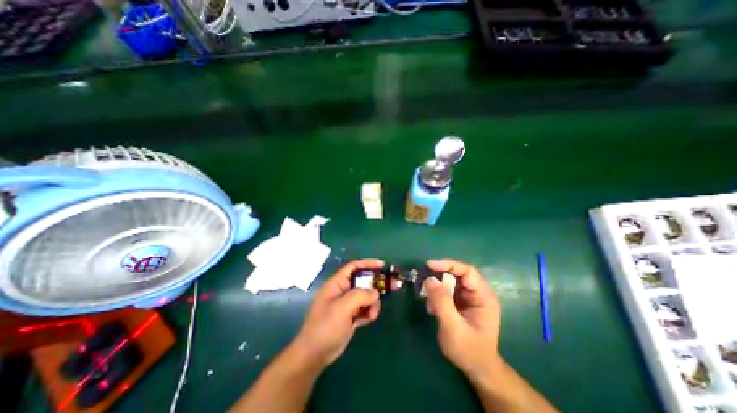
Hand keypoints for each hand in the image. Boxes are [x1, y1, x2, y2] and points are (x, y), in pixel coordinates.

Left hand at [291, 260, 381, 368]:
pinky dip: (369, 313)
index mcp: (337, 283)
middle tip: (392, 286)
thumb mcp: (342, 308)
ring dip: (372, 304)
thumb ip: (360, 296)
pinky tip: (366, 321)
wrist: (315, 355)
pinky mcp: (351, 315)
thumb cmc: (326, 326)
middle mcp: (343, 291)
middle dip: (376, 285)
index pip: (354, 267)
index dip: (368, 263)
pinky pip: (365, 308)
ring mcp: (347, 304)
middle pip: (363, 281)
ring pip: (367, 296)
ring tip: (371, 315)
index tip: (383, 265)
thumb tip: (375, 293)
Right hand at [423, 259, 503, 378]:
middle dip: (439, 277)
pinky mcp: (461, 303)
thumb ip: (442, 302)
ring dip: (437, 289)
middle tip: (424, 282)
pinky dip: (437, 296)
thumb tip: (430, 279)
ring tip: (428, 302)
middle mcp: (478, 294)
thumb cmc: (469, 351)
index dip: (448, 265)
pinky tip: (432, 309)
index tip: (429, 265)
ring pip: (450, 283)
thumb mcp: (453, 328)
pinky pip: (447, 292)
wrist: (477, 370)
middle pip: (457, 275)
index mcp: (483, 297)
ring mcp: (469, 298)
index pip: (467, 271)